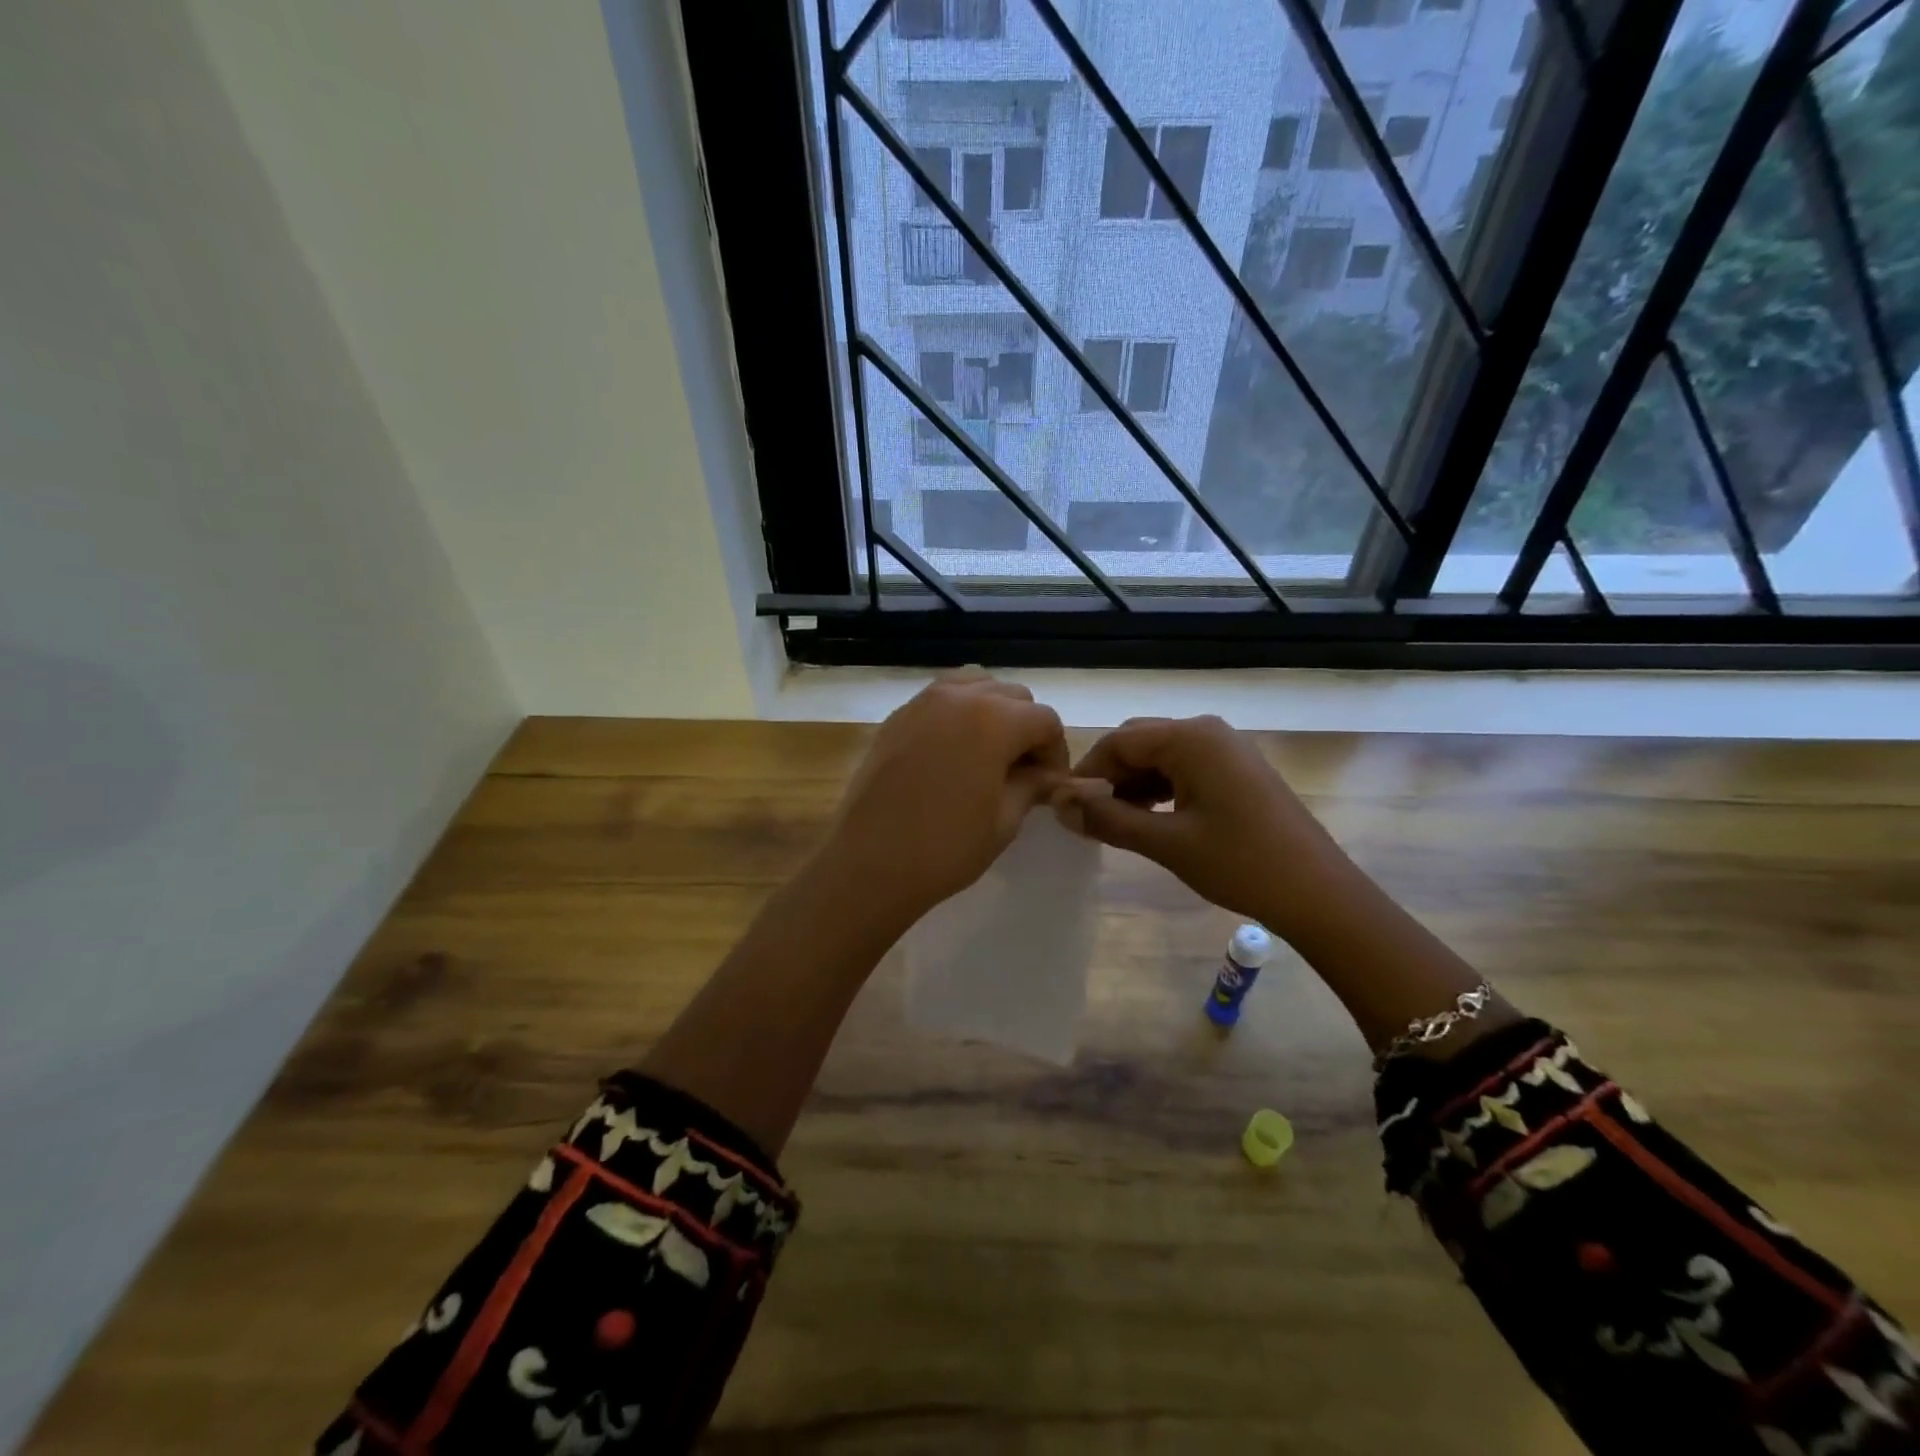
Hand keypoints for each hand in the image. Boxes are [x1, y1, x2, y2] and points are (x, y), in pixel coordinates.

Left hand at [817, 672, 1068, 932]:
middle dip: (1026, 728)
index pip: (1045, 719)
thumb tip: (1047, 775)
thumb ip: (1032, 785)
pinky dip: (958, 713)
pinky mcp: (897, 716)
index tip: (1050, 783)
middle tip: (1023, 771)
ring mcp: (922, 702)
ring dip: (993, 712)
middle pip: (1013, 695)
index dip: (1055, 752)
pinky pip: (940, 698)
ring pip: (975, 685)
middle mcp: (960, 697)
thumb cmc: (946, 848)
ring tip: (989, 753)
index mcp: (994, 719)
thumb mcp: (1004, 820)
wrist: (869, 863)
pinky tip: (954, 752)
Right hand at [1053, 715, 1354, 939]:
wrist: (1318, 893)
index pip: (1118, 741)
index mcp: (1191, 737)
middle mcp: (1208, 731)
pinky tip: (1149, 818)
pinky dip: (1160, 789)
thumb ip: (1108, 819)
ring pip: (1161, 756)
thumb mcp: (1165, 842)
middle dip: (1109, 777)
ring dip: (1132, 784)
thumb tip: (1059, 805)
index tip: (1063, 807)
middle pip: (1139, 743)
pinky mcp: (1238, 770)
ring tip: (1115, 822)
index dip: (1086, 773)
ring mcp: (1227, 749)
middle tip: (1088, 817)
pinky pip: (1185, 768)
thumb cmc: (1239, 863)